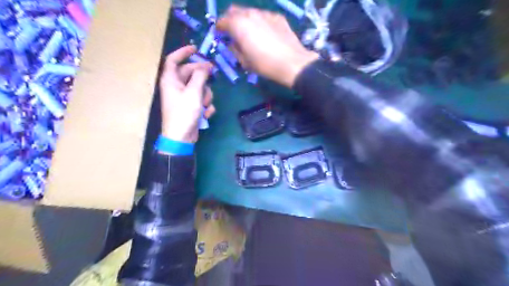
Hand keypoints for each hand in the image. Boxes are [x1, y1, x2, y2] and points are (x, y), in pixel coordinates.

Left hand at [158, 46, 213, 142]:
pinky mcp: (190, 106)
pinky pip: (200, 99)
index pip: (173, 59)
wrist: (181, 137)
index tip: (196, 48)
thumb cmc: (184, 113)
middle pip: (190, 73)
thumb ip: (200, 76)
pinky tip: (205, 114)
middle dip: (202, 78)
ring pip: (198, 87)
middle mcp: (175, 86)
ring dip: (206, 95)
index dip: (183, 52)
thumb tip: (206, 65)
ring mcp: (183, 97)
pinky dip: (205, 105)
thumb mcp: (194, 93)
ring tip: (205, 105)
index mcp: (170, 80)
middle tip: (213, 75)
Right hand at [217, 5, 318, 86]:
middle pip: (234, 10)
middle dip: (230, 20)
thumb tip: (233, 43)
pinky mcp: (277, 17)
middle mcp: (250, 14)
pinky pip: (263, 16)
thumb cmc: (265, 65)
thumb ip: (235, 49)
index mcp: (238, 25)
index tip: (220, 35)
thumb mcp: (245, 62)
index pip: (222, 21)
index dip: (219, 29)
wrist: (292, 63)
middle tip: (233, 32)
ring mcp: (265, 13)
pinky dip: (259, 22)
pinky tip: (265, 34)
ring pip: (249, 12)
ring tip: (250, 33)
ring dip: (245, 20)